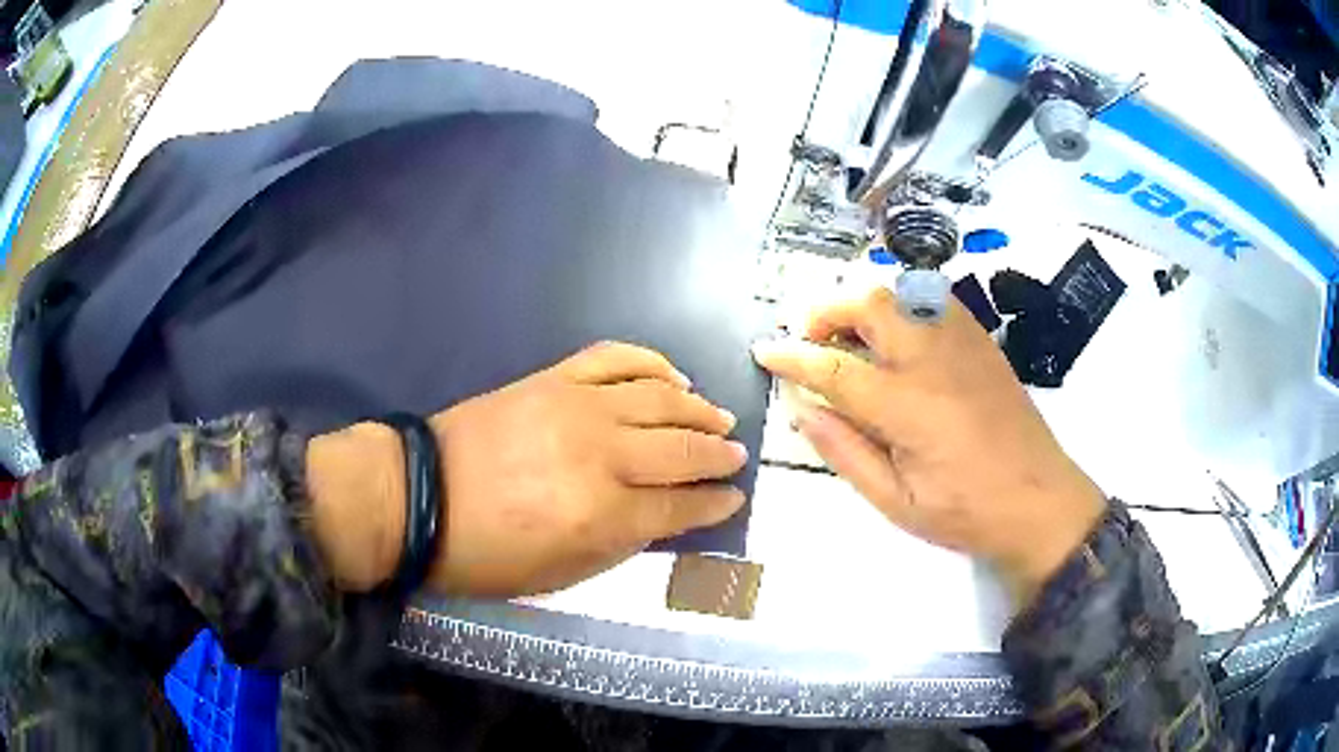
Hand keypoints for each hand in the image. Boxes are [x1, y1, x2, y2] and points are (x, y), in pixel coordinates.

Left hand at [427, 342, 746, 595]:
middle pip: (682, 449)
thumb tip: (662, 516)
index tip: (733, 498)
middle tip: (735, 456)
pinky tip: (672, 377)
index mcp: (602, 515)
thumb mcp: (558, 575)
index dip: (714, 503)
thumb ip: (619, 544)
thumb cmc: (485, 552)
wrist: (421, 495)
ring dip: (698, 410)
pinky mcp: (555, 379)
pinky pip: (615, 359)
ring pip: (660, 399)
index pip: (681, 506)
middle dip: (718, 455)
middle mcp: (602, 456)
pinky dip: (651, 363)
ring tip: (718, 418)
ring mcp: (578, 407)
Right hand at [752, 288, 1105, 605]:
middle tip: (810, 339)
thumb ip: (845, 452)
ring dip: (863, 305)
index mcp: (907, 406)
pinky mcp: (981, 341)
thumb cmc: (966, 512)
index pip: (833, 366)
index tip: (764, 351)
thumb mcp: (896, 502)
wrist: (1041, 500)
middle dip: (826, 311)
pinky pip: (932, 300)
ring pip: (901, 292)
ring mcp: (962, 342)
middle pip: (868, 305)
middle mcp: (933, 359)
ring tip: (850, 337)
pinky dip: (902, 305)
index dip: (791, 355)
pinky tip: (899, 338)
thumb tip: (802, 409)